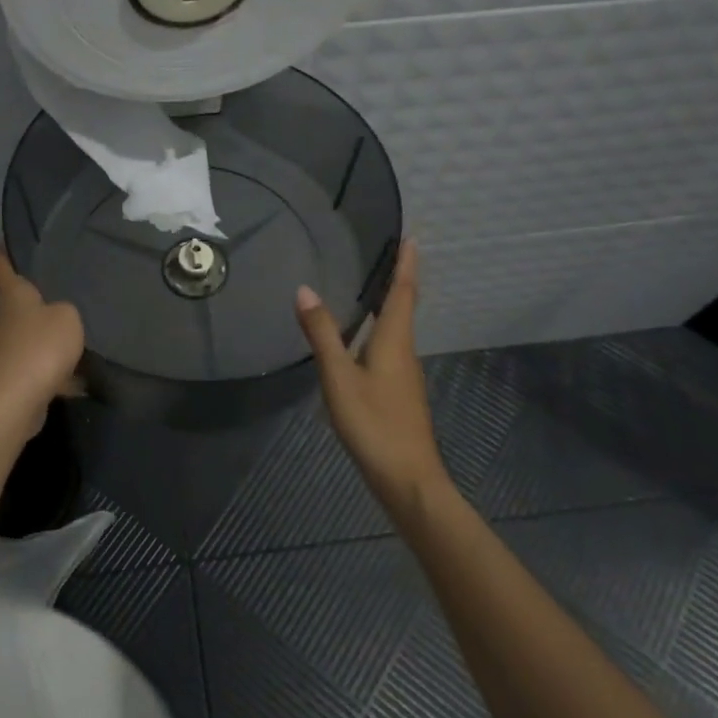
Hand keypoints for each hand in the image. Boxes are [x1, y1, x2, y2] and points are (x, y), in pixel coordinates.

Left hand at [0, 248, 85, 431]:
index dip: (4, 252)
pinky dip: (56, 371)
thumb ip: (69, 310)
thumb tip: (61, 315)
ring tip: (79, 333)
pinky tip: (81, 377)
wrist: (14, 403)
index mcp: (13, 295)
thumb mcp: (68, 317)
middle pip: (19, 303)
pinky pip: (39, 367)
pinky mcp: (12, 378)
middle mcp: (3, 319)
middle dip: (39, 298)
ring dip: (49, 337)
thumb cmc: (39, 347)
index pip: (2, 265)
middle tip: (66, 289)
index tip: (7, 241)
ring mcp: (5, 350)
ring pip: (30, 336)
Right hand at [295, 240, 446, 514]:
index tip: (411, 237)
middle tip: (388, 253)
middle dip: (398, 279)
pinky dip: (379, 328)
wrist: (408, 480)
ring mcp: (403, 374)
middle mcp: (404, 351)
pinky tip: (361, 338)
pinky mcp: (398, 392)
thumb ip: (322, 334)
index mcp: (394, 341)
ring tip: (370, 286)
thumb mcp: (339, 378)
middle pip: (403, 307)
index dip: (406, 264)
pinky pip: (389, 346)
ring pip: (396, 328)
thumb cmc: (374, 424)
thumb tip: (305, 289)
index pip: (402, 292)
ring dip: (388, 303)